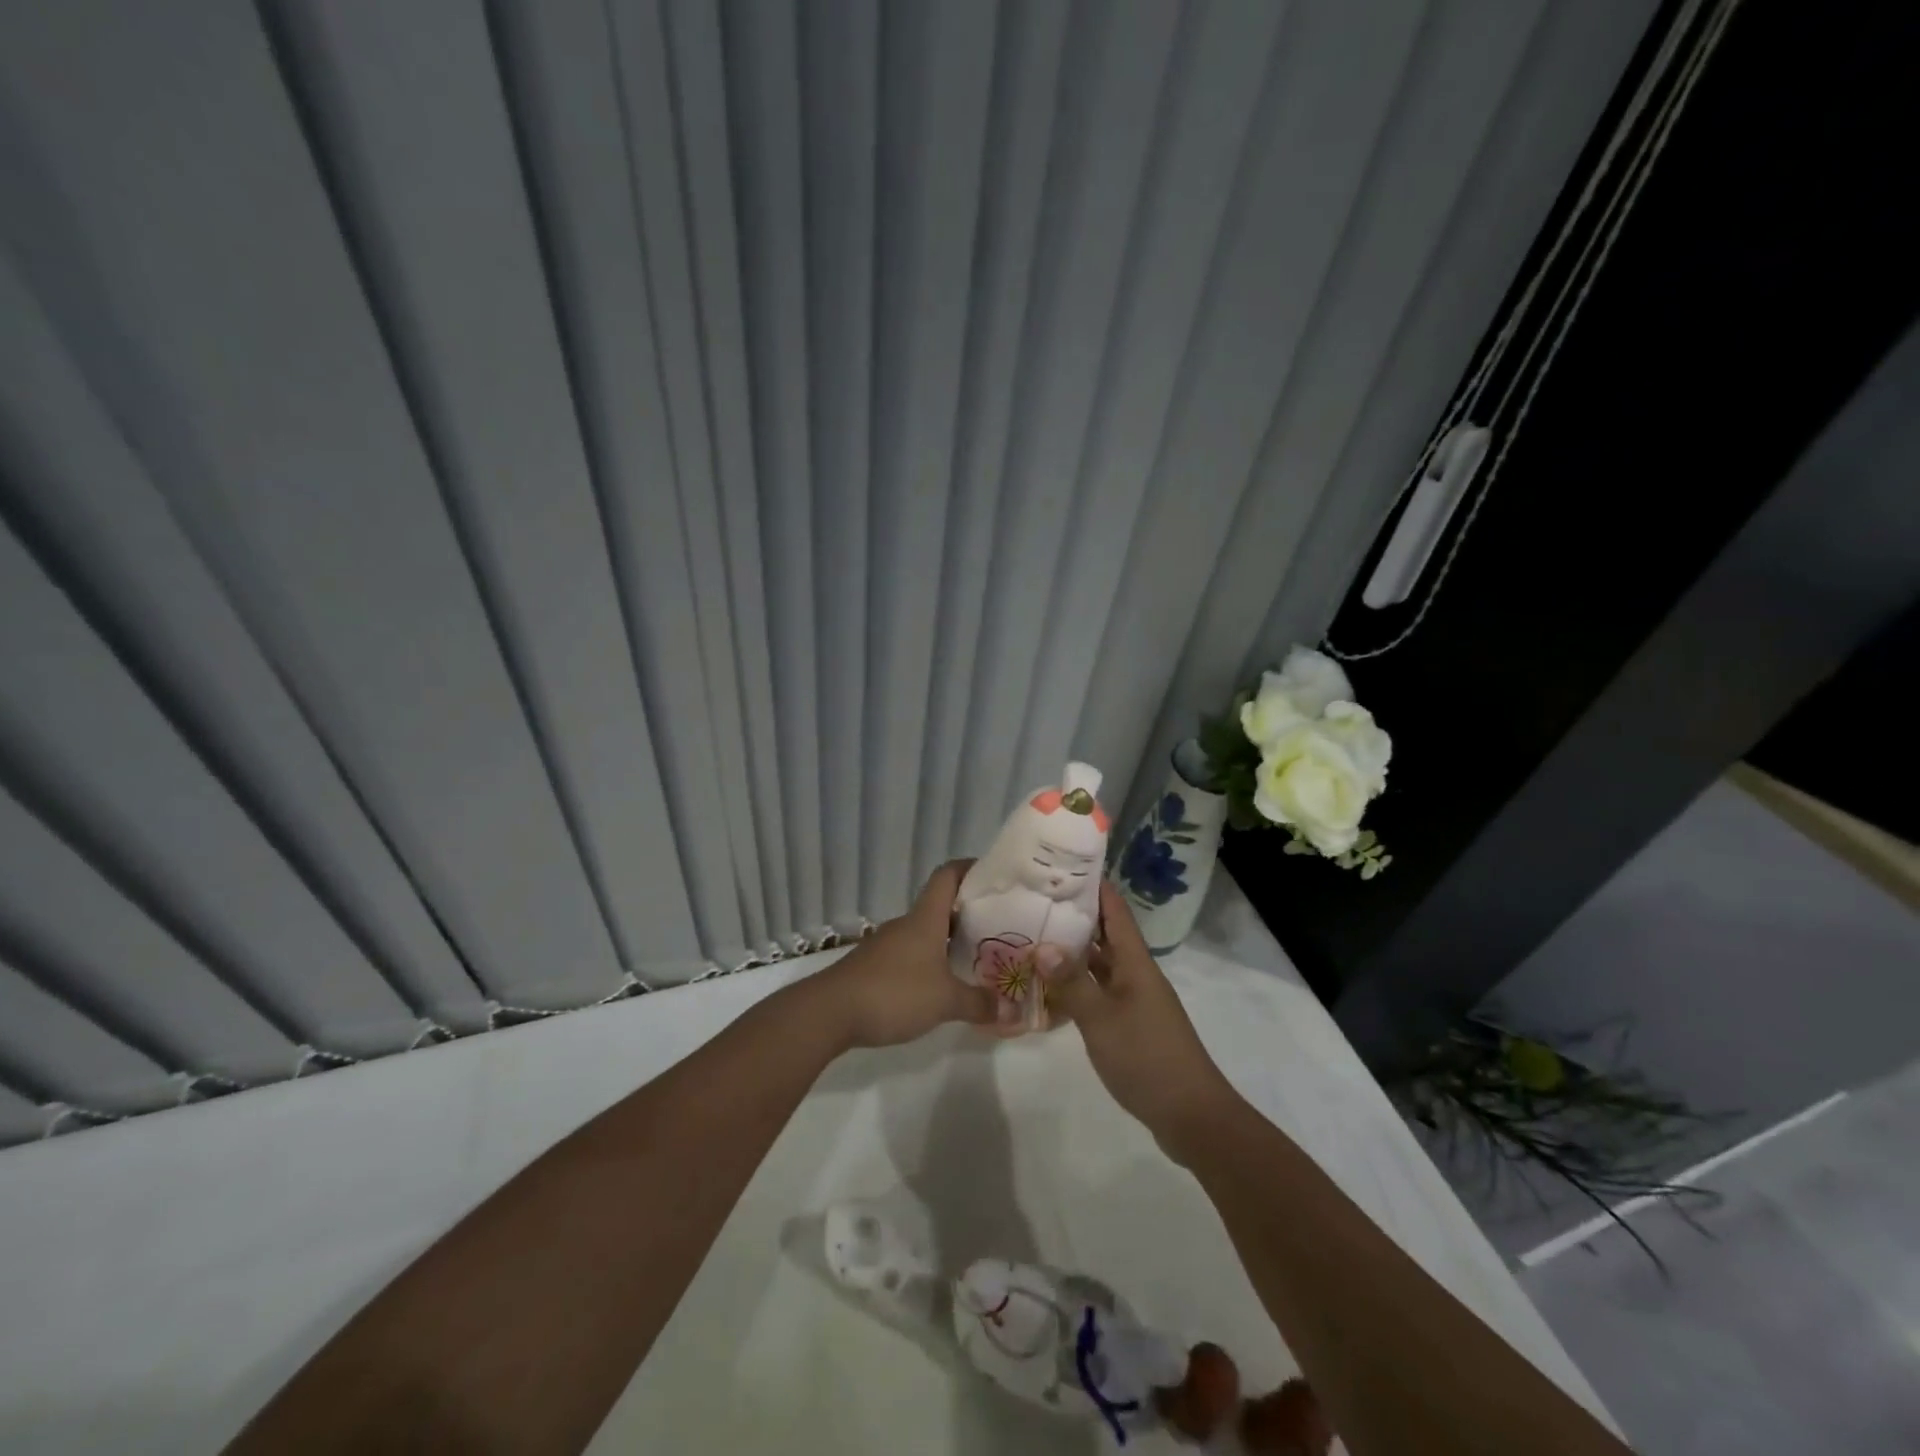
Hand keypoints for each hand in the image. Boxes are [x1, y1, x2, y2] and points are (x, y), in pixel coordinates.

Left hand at [815, 861, 997, 1048]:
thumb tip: (1012, 1011)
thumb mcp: (945, 1002)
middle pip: (939, 907)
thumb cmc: (893, 993)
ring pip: (924, 934)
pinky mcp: (873, 968)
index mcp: (925, 919)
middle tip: (996, 927)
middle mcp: (906, 925)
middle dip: (967, 914)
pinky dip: (928, 963)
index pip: (947, 876)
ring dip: (948, 942)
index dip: (969, 868)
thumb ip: (979, 1004)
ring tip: (974, 959)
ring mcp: (886, 945)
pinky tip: (939, 986)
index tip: (993, 874)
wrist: (829, 1012)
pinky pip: (909, 956)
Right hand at [1048, 882, 1237, 1158]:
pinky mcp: (1129, 1025)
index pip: (1115, 911)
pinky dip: (1074, 988)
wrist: (1191, 1115)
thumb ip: (1072, 982)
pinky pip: (1097, 994)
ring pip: (1098, 966)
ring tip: (1031, 940)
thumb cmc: (1147, 1058)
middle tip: (1032, 902)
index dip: (1094, 885)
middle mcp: (1135, 974)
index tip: (1063, 865)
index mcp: (1135, 962)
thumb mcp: (1102, 1019)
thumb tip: (1043, 945)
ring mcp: (1133, 1000)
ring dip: (1070, 954)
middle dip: (1072, 917)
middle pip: (1104, 935)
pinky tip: (1047, 992)